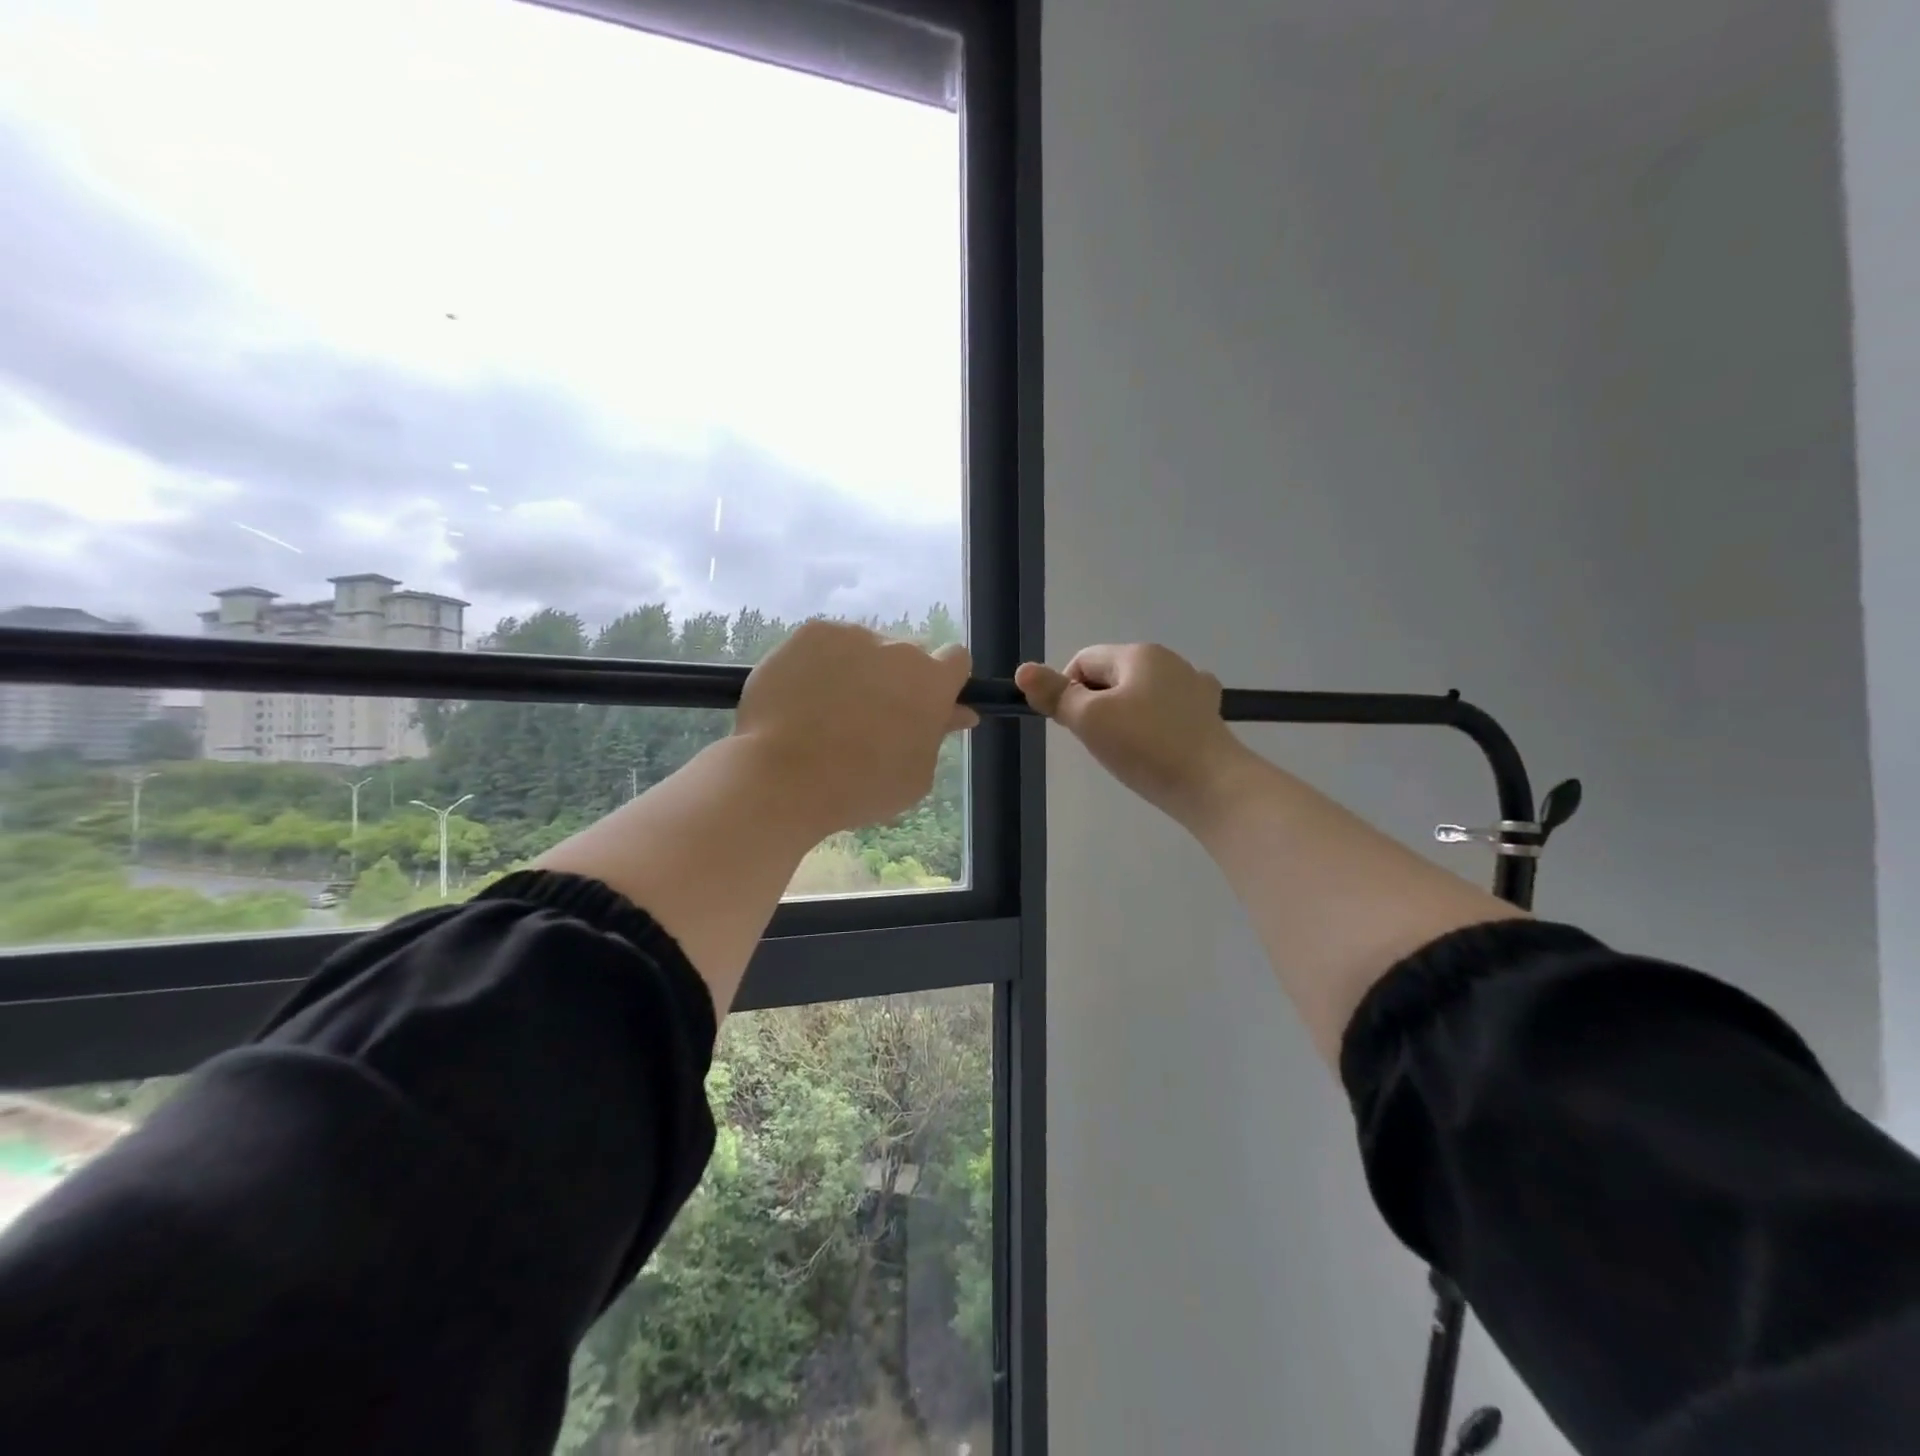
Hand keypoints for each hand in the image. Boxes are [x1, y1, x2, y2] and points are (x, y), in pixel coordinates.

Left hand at [735, 620, 976, 833]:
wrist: (785, 776)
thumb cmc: (861, 787)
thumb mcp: (916, 775)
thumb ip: (938, 735)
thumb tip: (957, 712)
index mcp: (932, 683)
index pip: (956, 660)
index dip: (944, 681)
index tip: (926, 704)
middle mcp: (898, 648)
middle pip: (907, 654)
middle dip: (897, 678)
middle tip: (871, 716)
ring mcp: (852, 636)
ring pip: (864, 648)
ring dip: (858, 670)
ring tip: (827, 710)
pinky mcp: (810, 633)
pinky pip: (826, 644)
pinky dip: (820, 664)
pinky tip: (803, 697)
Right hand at [1016, 643, 1248, 822]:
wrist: (1213, 786)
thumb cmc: (1145, 747)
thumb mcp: (1089, 720)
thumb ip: (1055, 694)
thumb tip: (1023, 671)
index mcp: (1139, 654)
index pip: (1083, 661)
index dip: (1067, 691)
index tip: (1073, 727)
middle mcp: (1169, 661)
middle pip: (1111, 676)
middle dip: (1095, 705)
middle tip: (1099, 743)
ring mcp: (1194, 687)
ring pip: (1138, 695)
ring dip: (1123, 717)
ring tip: (1127, 751)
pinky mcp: (1207, 715)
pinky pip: (1165, 712)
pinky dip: (1152, 726)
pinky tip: (1155, 749)